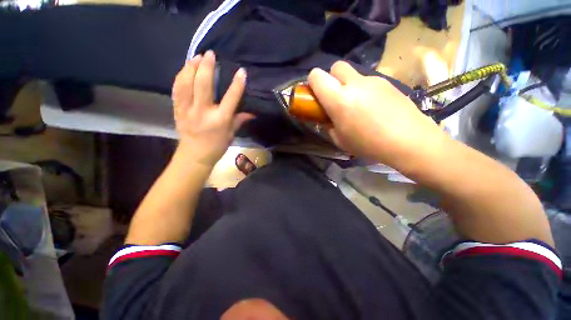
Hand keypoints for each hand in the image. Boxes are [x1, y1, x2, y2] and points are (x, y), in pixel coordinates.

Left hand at [172, 51, 253, 166]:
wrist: (194, 156)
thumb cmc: (216, 146)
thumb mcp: (231, 134)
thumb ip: (240, 120)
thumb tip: (252, 113)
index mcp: (220, 120)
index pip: (231, 98)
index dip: (237, 84)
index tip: (241, 71)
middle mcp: (203, 112)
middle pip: (203, 84)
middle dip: (207, 66)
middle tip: (210, 54)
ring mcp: (188, 110)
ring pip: (186, 83)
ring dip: (190, 67)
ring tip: (195, 57)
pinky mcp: (178, 110)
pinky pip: (177, 89)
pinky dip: (180, 77)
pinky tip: (185, 69)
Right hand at [308, 61, 446, 168]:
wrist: (409, 140)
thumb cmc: (368, 144)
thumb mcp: (340, 140)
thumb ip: (328, 126)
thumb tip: (325, 119)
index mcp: (339, 99)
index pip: (317, 76)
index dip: (312, 82)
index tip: (315, 95)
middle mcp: (355, 84)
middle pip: (336, 67)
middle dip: (331, 78)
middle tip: (336, 97)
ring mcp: (373, 81)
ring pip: (354, 74)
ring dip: (348, 85)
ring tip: (357, 106)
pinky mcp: (388, 82)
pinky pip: (368, 81)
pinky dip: (364, 90)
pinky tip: (373, 107)